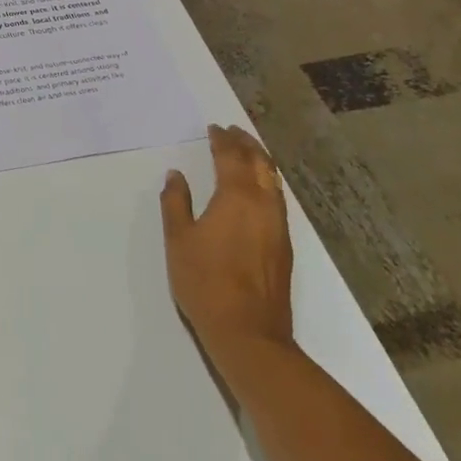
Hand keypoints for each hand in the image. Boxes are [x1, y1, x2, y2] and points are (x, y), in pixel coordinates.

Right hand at [160, 124, 294, 348]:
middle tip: (234, 131)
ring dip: (260, 161)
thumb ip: (176, 203)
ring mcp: (278, 226)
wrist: (249, 332)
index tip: (214, 127)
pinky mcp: (284, 246)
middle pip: (260, 164)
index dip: (223, 140)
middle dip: (247, 144)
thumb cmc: (205, 282)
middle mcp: (263, 205)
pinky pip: (277, 199)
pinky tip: (258, 190)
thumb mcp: (179, 239)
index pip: (232, 158)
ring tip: (247, 152)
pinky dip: (267, 182)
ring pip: (273, 181)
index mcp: (237, 197)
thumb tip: (176, 176)